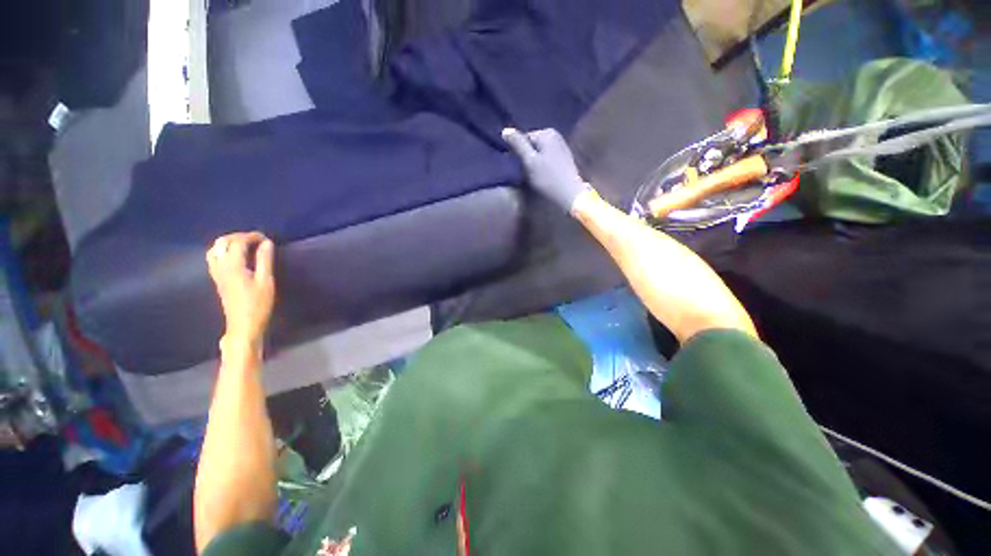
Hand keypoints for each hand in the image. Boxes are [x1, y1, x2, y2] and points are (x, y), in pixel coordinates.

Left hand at [207, 232, 275, 345]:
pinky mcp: (217, 279)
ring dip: (228, 242)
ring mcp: (216, 273)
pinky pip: (214, 258)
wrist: (243, 324)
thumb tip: (267, 243)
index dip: (252, 237)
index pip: (238, 243)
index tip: (266, 238)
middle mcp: (221, 267)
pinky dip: (223, 251)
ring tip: (244, 245)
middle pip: (222, 242)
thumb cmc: (258, 304)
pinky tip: (234, 256)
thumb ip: (265, 260)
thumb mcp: (266, 281)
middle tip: (255, 239)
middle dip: (238, 236)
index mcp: (233, 266)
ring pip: (215, 249)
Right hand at [502, 127, 590, 212]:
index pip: (524, 138)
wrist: (569, 194)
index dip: (518, 152)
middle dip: (527, 156)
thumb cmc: (547, 178)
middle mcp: (555, 135)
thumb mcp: (529, 161)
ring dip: (534, 162)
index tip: (518, 166)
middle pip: (532, 145)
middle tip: (526, 172)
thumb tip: (505, 130)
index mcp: (546, 133)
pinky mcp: (565, 158)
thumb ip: (518, 144)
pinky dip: (543, 165)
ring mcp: (562, 146)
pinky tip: (543, 176)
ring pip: (540, 152)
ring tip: (534, 175)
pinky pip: (547, 158)